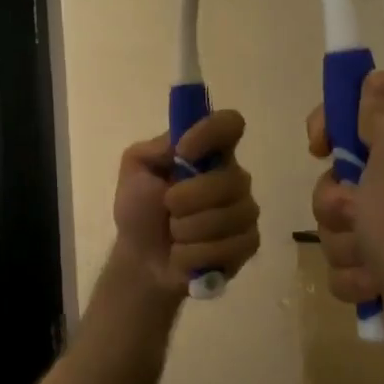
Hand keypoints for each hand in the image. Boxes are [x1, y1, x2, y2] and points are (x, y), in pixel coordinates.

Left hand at [112, 110, 261, 297]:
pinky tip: (185, 255)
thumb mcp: (135, 170)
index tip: (183, 153)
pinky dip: (197, 255)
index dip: (210, 134)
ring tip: (174, 235)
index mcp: (209, 152)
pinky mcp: (248, 243)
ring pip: (229, 217)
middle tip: (167, 208)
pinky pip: (231, 246)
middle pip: (230, 179)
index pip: (230, 123)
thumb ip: (154, 148)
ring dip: (188, 230)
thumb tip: (181, 143)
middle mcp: (233, 176)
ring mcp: (245, 211)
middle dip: (187, 199)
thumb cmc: (140, 210)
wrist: (142, 260)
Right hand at [307, 72, 383, 348]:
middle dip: (335, 203)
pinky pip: (340, 264)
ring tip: (374, 259)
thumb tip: (376, 76)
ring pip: (332, 225)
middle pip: (333, 179)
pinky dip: (354, 277)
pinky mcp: (379, 270)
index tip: (320, 147)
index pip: (354, 117)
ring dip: (345, 245)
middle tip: (360, 214)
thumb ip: (383, 109)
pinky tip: (377, 285)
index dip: (329, 127)